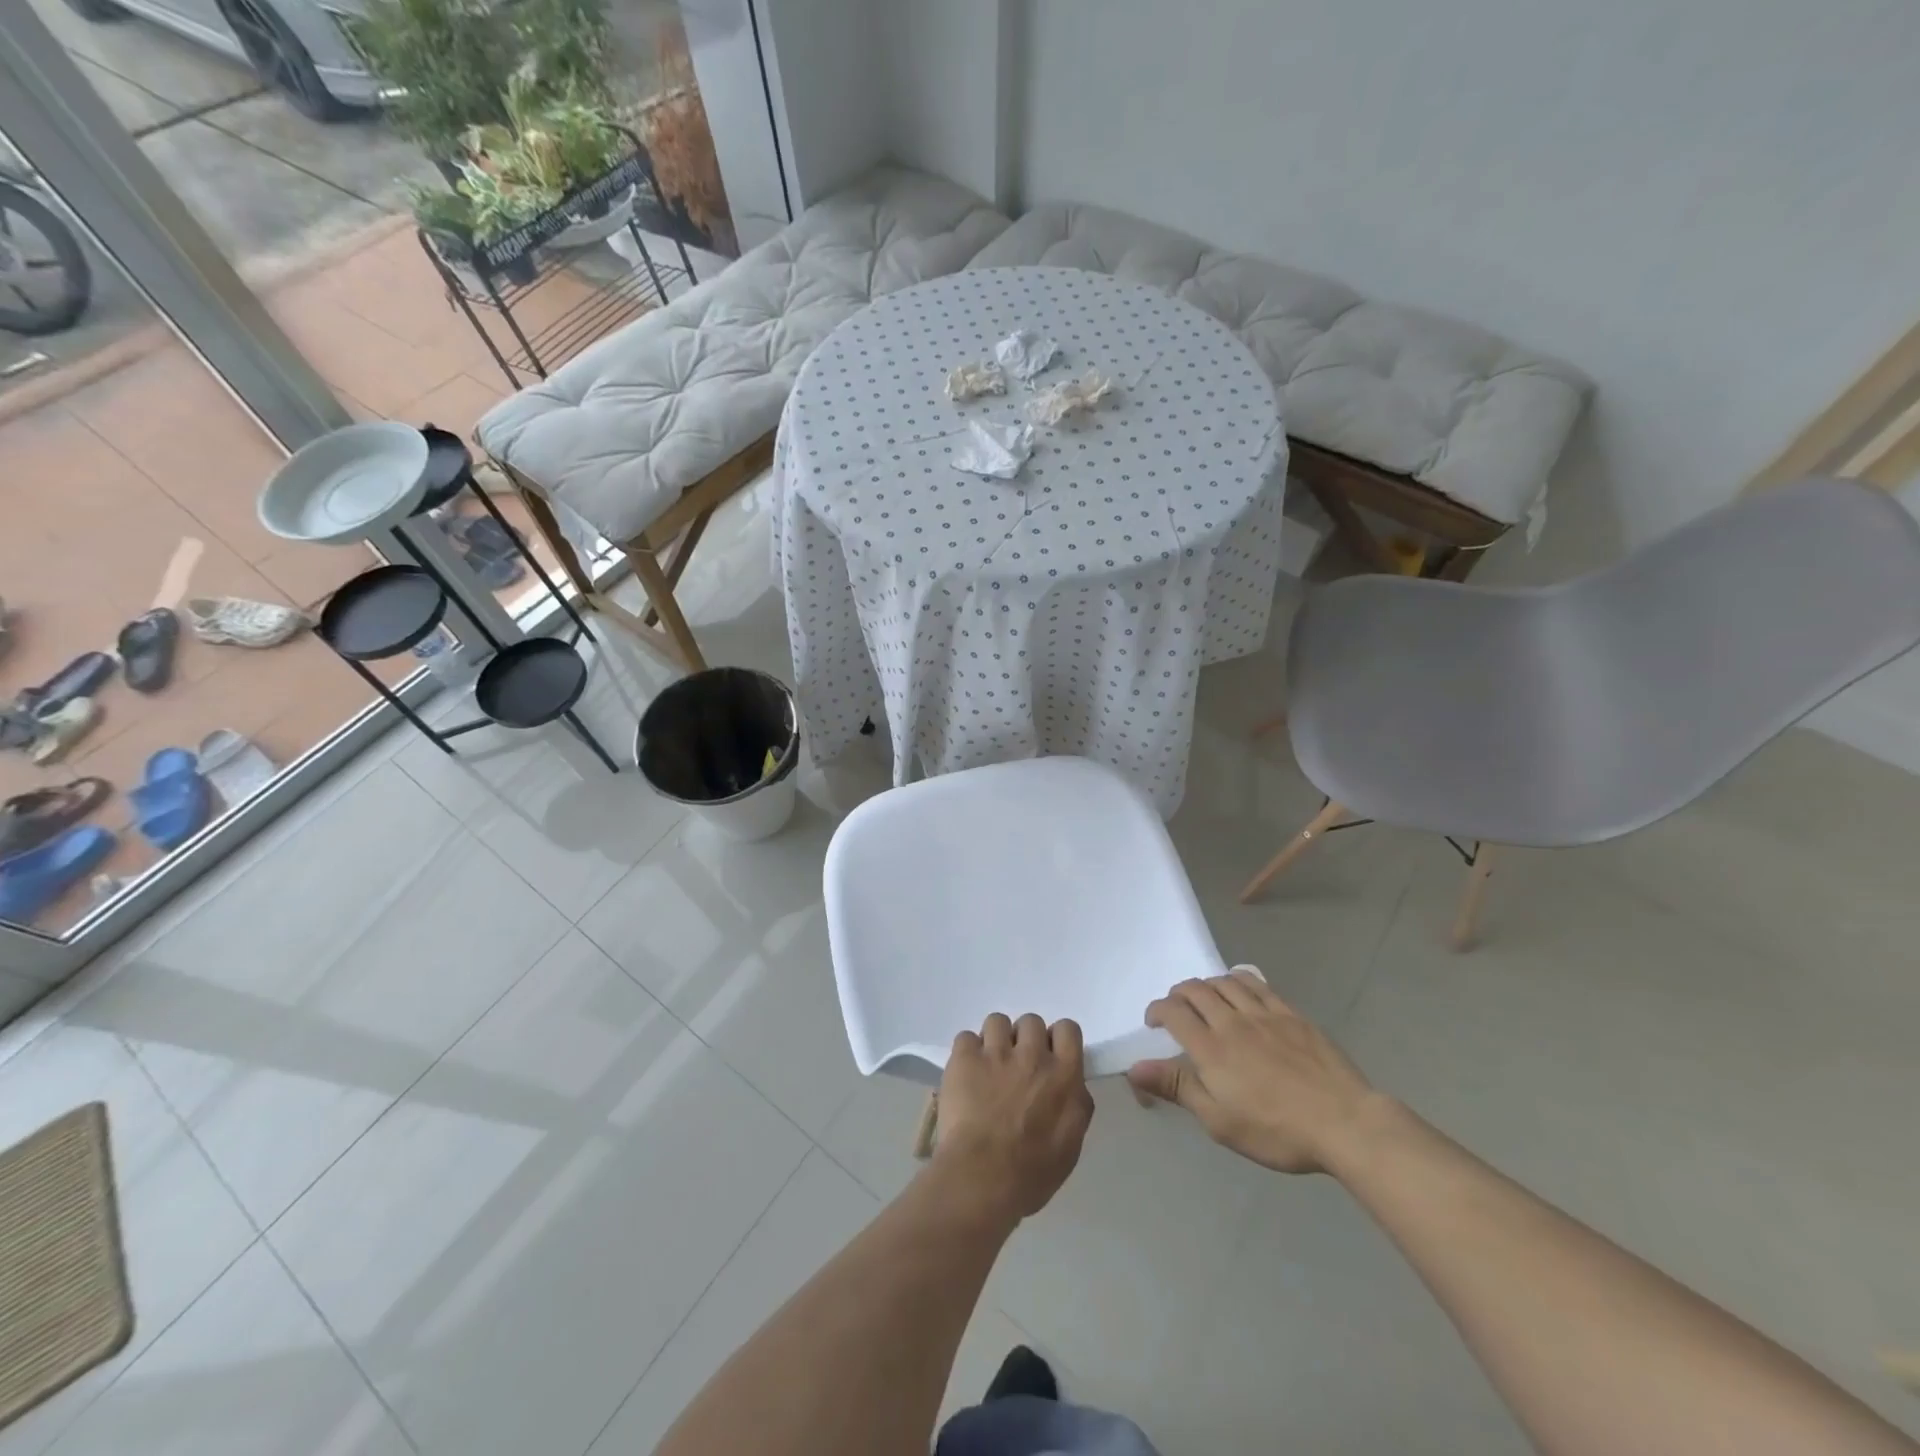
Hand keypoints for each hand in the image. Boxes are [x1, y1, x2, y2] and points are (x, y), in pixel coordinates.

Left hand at [932, 1013, 1094, 1221]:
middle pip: (1031, 1021)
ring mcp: (996, 1053)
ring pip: (997, 1021)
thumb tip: (1072, 1087)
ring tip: (987, 1066)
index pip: (1068, 1029)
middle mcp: (1032, 1055)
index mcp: (1064, 1075)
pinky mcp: (965, 1058)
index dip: (1056, 1039)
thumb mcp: (1071, 1144)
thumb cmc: (1032, 1173)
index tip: (1048, 1056)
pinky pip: (966, 1037)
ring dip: (995, 1040)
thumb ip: (1075, 1105)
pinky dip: (966, 1053)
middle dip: (1024, 1039)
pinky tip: (965, 1074)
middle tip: (1015, 1066)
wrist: (982, 1177)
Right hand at [1127, 970, 1376, 1173]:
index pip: (1173, 1012)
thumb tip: (1135, 1067)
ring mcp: (1264, 1014)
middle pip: (1196, 990)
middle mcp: (1232, 1021)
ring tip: (1204, 997)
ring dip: (1206, 984)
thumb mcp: (1219, 1120)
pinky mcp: (1291, 1014)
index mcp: (1210, 1048)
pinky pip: (1257, 983)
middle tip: (1176, 1008)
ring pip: (1224, 982)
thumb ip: (1177, 1087)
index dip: (1157, 1011)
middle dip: (1178, 993)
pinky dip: (1239, 978)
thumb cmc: (1276, 1130)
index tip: (1154, 1023)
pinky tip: (1238, 985)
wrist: (1344, 1123)